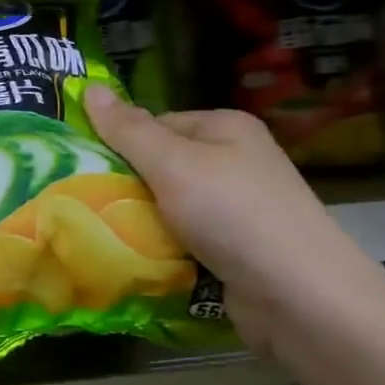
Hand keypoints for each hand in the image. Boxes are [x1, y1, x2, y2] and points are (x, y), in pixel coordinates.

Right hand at [82, 88, 384, 354]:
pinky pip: (184, 240)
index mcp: (225, 128)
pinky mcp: (235, 249)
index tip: (84, 170)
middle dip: (126, 188)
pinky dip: (162, 249)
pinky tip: (139, 260)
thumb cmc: (233, 215)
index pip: (155, 124)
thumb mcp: (173, 164)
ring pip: (168, 207)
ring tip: (104, 236)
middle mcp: (234, 162)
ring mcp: (238, 208)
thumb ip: (128, 130)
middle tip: (86, 205)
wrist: (299, 297)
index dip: (119, 144)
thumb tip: (90, 87)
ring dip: (141, 223)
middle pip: (160, 166)